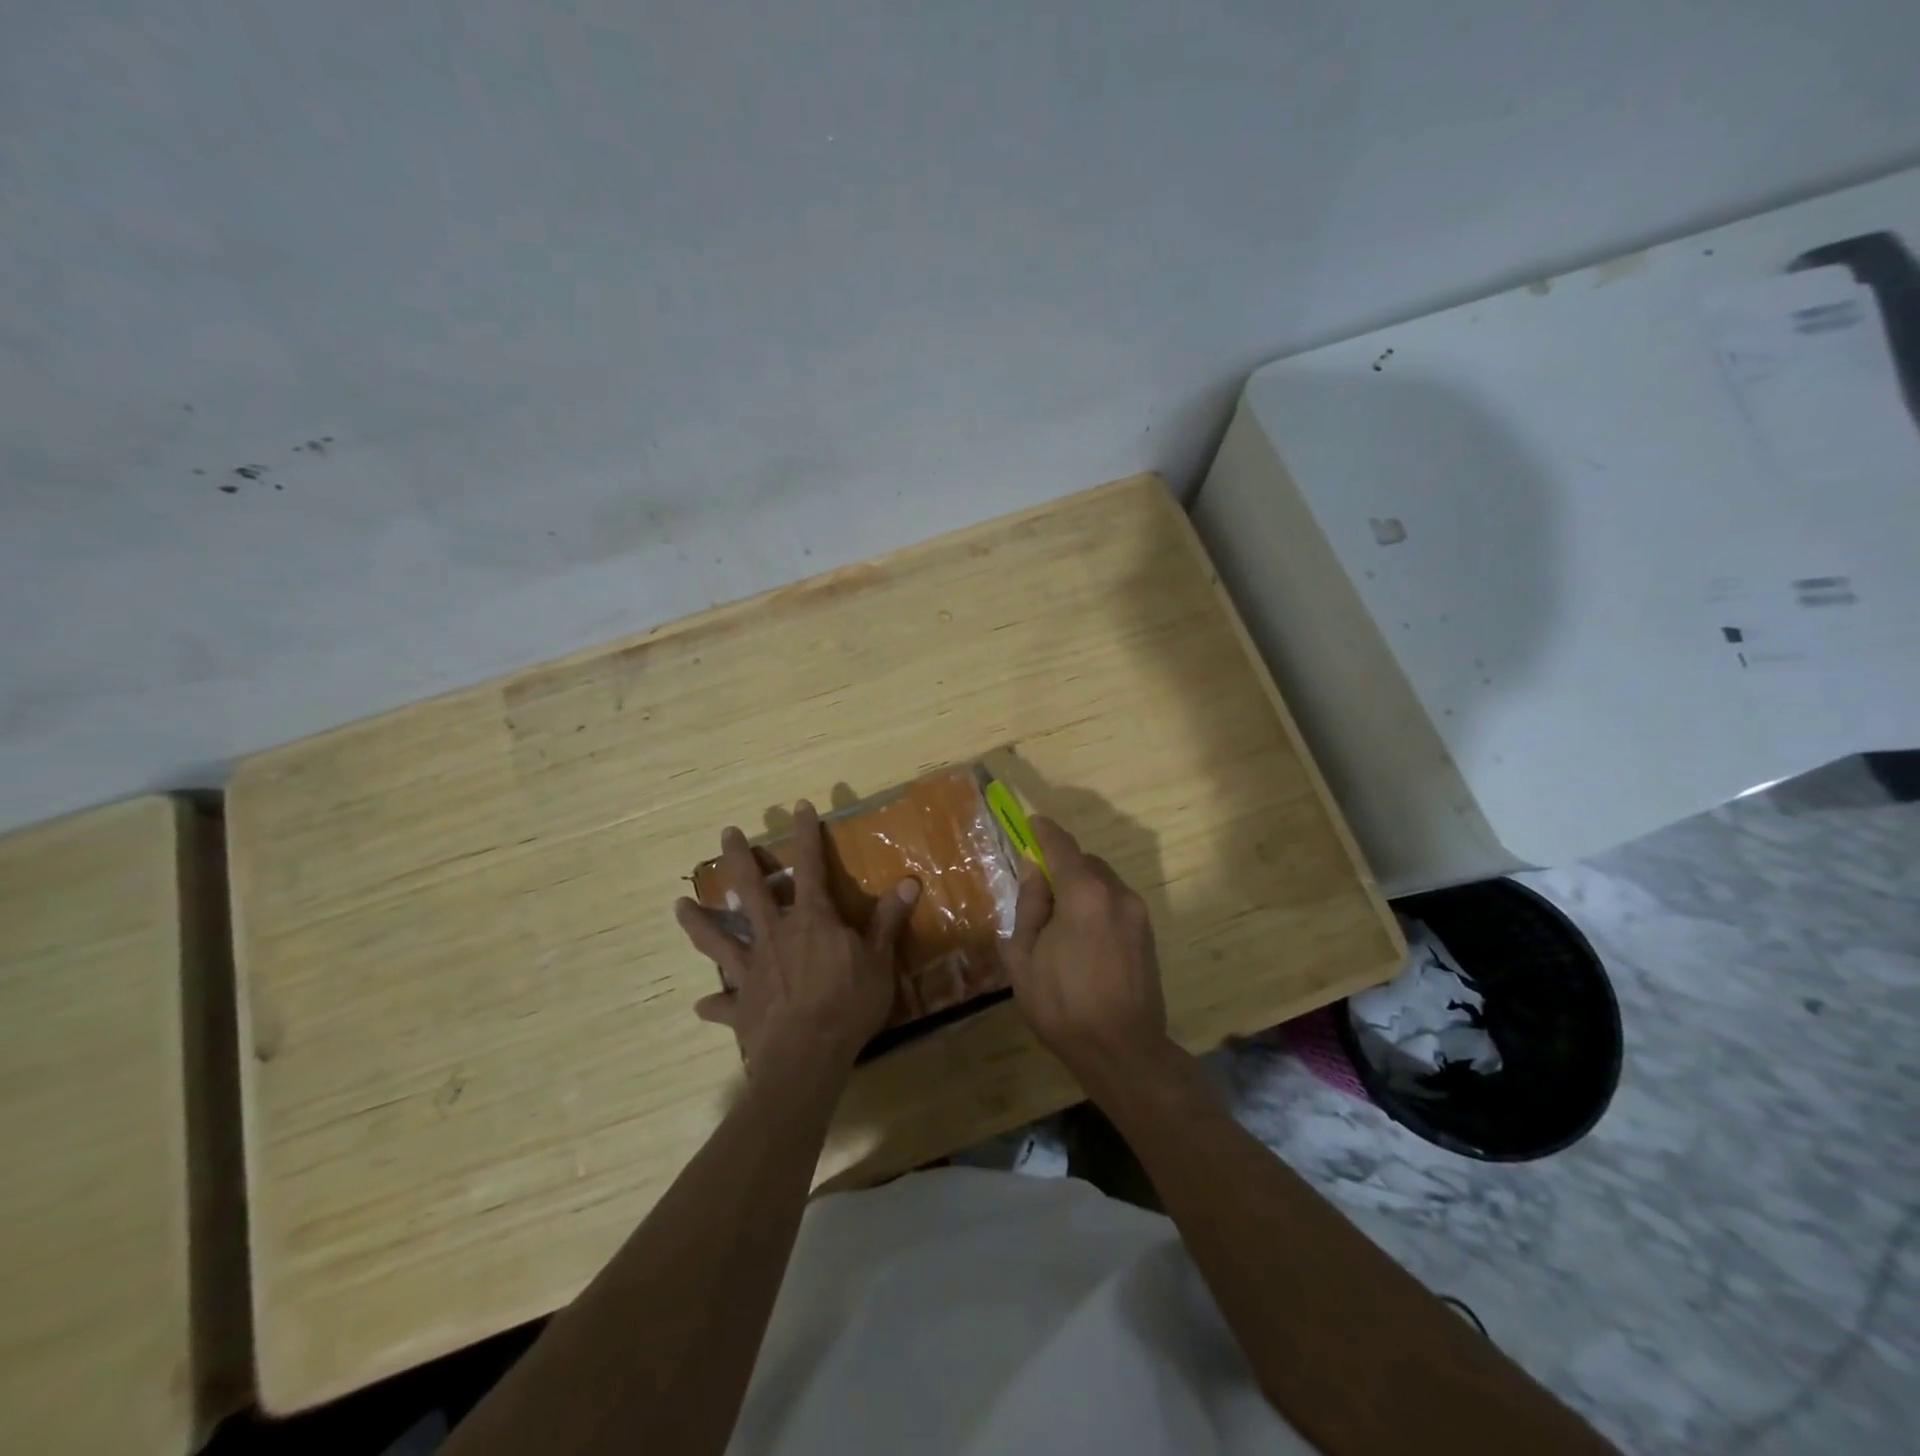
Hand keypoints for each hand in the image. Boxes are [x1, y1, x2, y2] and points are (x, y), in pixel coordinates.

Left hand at [676, 801, 918, 1078]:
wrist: (807, 1056)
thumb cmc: (848, 1004)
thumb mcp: (879, 961)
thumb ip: (888, 921)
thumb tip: (910, 881)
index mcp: (811, 920)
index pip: (810, 867)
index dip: (805, 836)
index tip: (798, 807)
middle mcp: (775, 935)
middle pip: (751, 889)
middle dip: (739, 859)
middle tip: (726, 834)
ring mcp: (752, 969)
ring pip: (719, 939)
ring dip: (699, 921)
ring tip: (679, 905)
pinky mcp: (741, 1005)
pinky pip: (722, 1003)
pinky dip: (713, 1003)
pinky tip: (702, 1004)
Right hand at [1006, 816, 1170, 1084]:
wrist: (1122, 1051)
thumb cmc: (1062, 1005)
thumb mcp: (1025, 956)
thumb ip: (1030, 905)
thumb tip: (1035, 871)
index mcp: (1085, 894)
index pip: (1062, 846)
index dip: (1044, 832)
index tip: (1031, 823)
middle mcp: (1117, 894)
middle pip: (1086, 863)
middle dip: (1063, 866)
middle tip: (1039, 889)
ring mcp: (1138, 914)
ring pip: (1104, 883)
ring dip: (1082, 887)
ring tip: (1060, 921)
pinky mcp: (1148, 935)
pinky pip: (1117, 904)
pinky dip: (1097, 905)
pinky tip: (1082, 938)